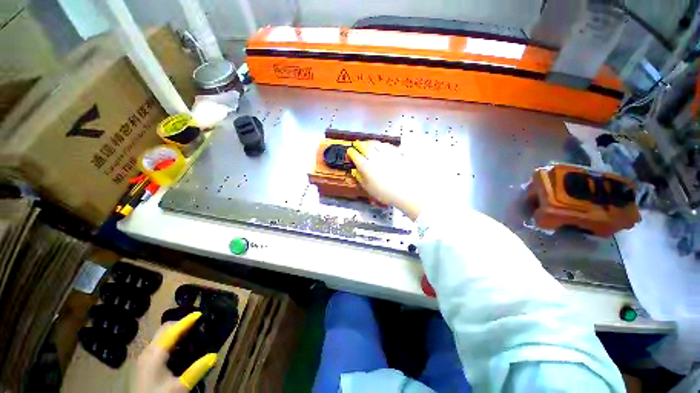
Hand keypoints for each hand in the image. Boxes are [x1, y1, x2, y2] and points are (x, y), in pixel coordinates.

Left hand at [131, 312, 216, 392]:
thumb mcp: (179, 387)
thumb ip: (196, 371)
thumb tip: (214, 355)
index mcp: (155, 353)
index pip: (172, 331)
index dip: (186, 321)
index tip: (200, 313)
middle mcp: (148, 351)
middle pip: (165, 330)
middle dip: (181, 324)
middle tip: (197, 324)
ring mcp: (145, 358)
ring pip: (161, 337)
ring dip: (176, 332)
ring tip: (191, 335)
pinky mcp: (145, 365)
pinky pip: (159, 345)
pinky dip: (171, 341)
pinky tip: (180, 349)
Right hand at [347, 141, 421, 220]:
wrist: (407, 191)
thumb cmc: (386, 193)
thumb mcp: (369, 189)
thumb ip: (360, 178)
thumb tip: (356, 172)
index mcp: (366, 166)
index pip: (355, 155)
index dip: (351, 152)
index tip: (350, 151)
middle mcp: (375, 156)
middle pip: (366, 146)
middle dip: (360, 144)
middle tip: (358, 144)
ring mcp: (387, 153)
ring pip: (377, 143)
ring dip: (371, 142)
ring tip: (369, 143)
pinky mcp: (398, 153)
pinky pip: (389, 145)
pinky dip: (384, 145)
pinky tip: (384, 146)